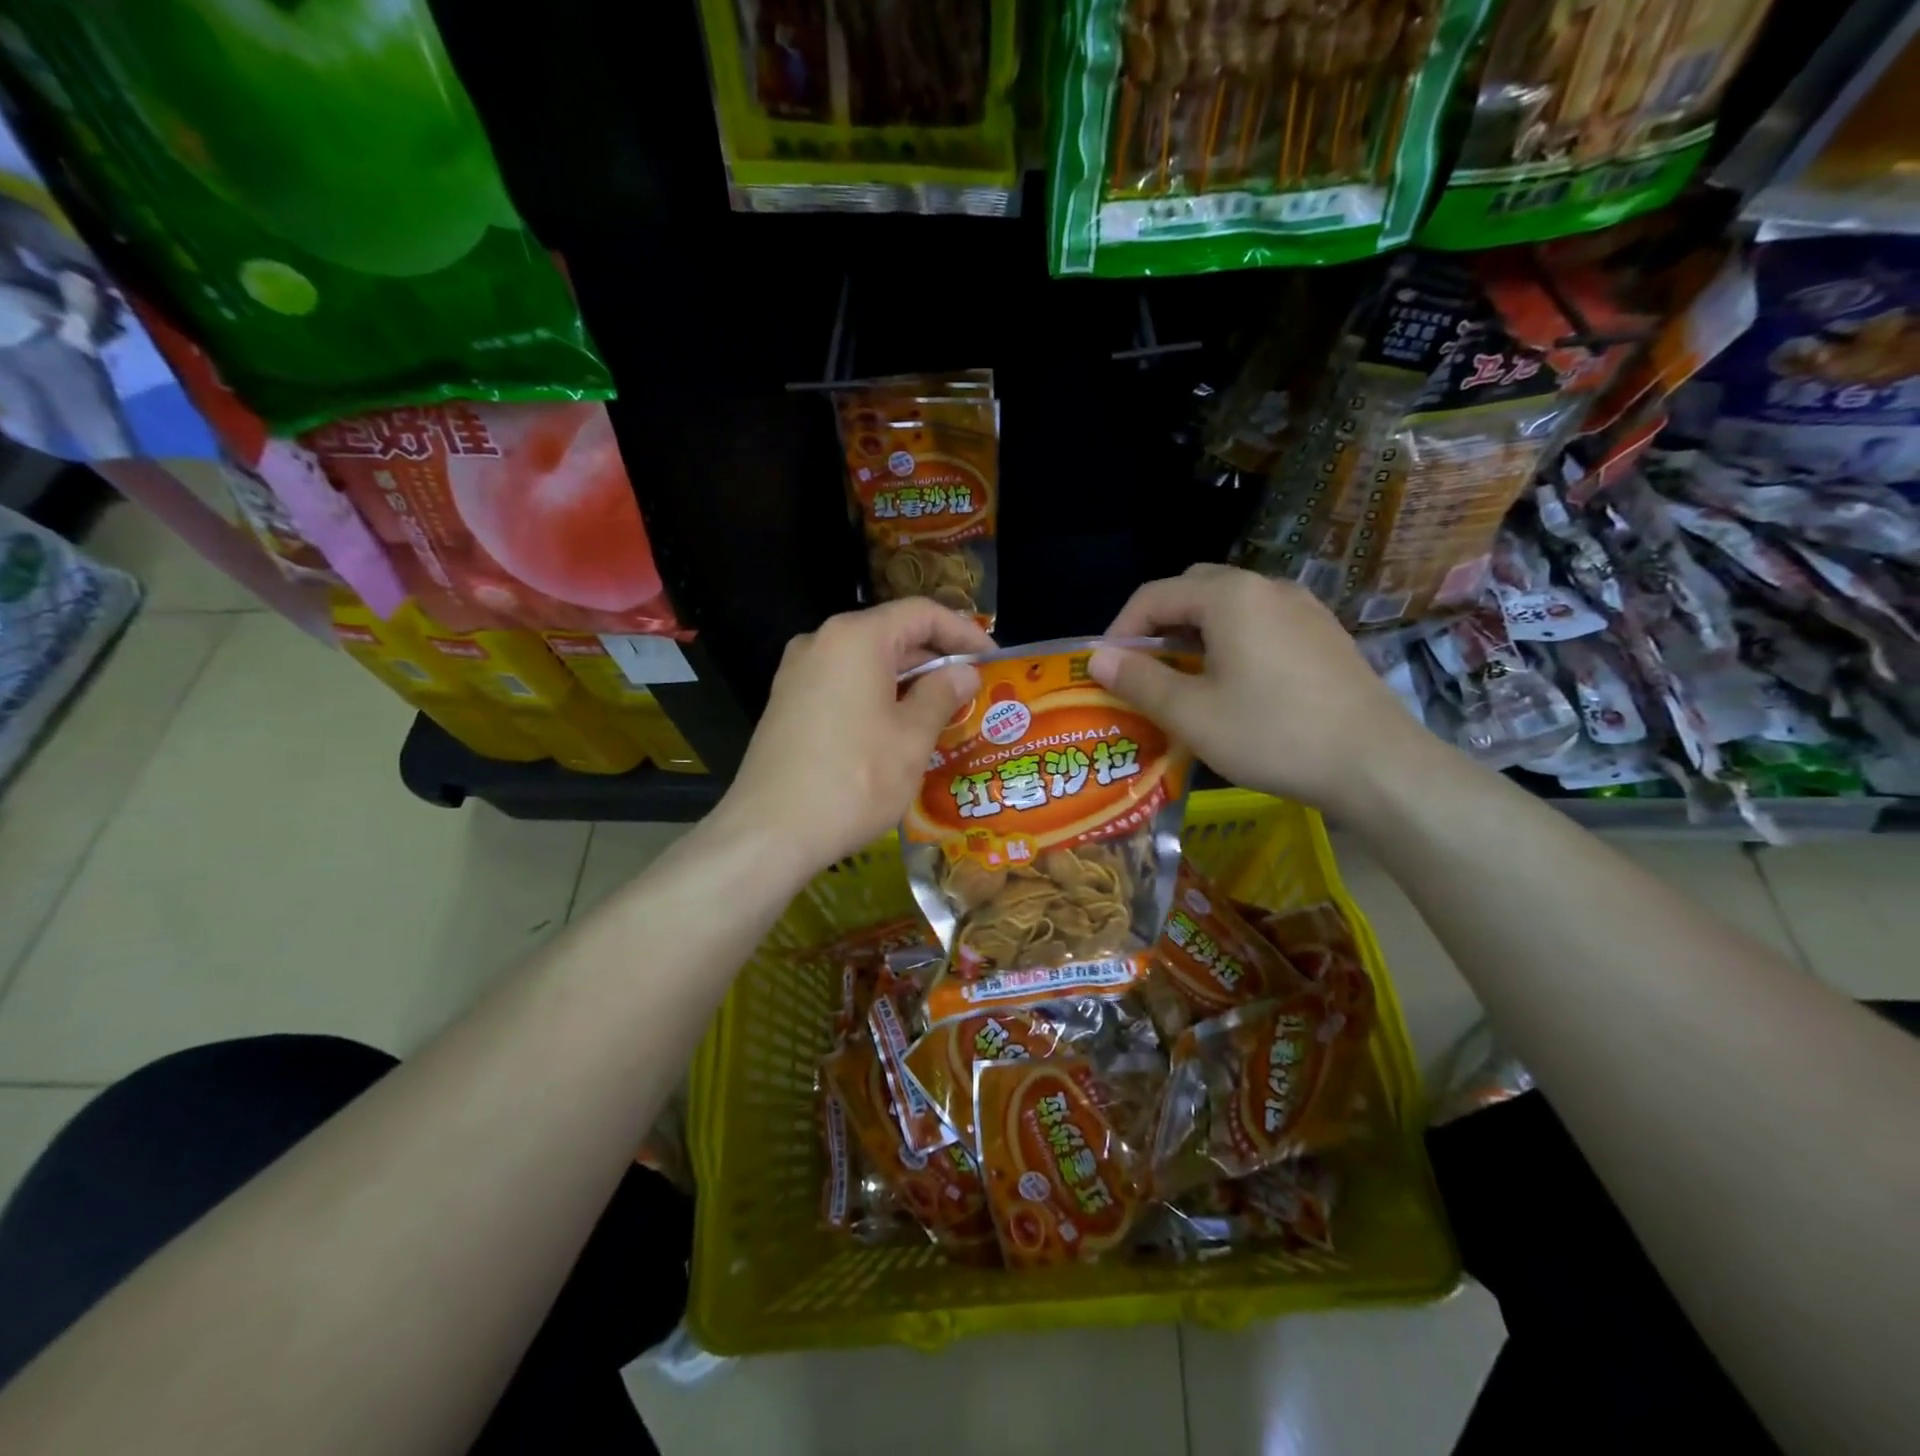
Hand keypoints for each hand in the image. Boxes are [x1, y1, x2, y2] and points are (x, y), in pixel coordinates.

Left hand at [713, 598, 991, 877]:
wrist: (770, 833)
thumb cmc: (854, 780)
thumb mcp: (912, 738)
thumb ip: (942, 695)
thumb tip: (964, 673)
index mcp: (856, 638)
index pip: (920, 613)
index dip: (962, 631)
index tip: (992, 658)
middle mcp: (821, 642)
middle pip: (891, 633)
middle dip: (935, 658)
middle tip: (973, 688)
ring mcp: (798, 673)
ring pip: (866, 662)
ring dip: (907, 680)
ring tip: (943, 710)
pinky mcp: (787, 703)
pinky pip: (843, 684)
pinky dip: (876, 695)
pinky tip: (898, 728)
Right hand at [1090, 565, 1428, 815]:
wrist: (1376, 764)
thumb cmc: (1273, 735)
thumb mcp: (1192, 714)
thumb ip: (1139, 680)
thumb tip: (1097, 658)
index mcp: (1230, 597)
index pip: (1155, 594)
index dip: (1121, 628)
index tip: (1105, 669)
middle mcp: (1267, 587)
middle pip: (1194, 590)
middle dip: (1159, 625)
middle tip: (1144, 670)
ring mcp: (1303, 608)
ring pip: (1231, 606)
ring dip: (1196, 634)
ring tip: (1185, 681)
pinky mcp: (1324, 634)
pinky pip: (1262, 623)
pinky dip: (1232, 641)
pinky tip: (1236, 685)